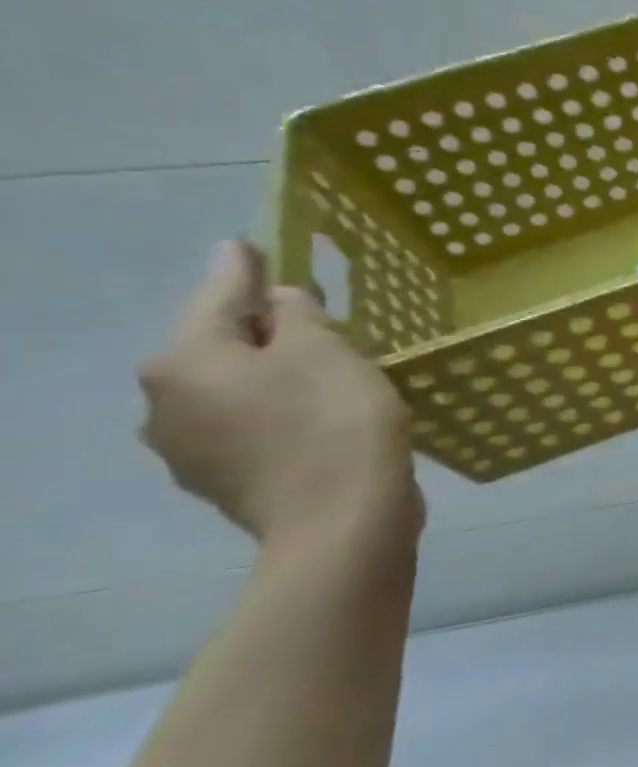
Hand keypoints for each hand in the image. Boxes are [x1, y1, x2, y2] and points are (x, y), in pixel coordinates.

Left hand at [139, 242, 422, 548]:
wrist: (342, 521)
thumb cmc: (334, 421)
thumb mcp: (325, 350)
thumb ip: (297, 313)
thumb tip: (279, 300)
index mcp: (184, 361)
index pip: (217, 296)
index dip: (243, 269)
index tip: (249, 245)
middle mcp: (167, 404)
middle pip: (219, 348)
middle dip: (261, 331)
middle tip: (312, 319)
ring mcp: (191, 451)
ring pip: (234, 391)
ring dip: (271, 375)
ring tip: (323, 371)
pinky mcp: (227, 483)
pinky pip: (251, 428)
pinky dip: (279, 413)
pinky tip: (317, 416)